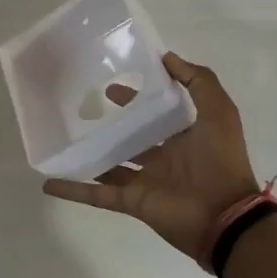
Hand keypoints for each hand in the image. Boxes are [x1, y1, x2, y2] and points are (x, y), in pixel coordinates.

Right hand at [42, 51, 264, 263]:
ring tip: (61, 139)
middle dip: (111, 123)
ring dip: (89, 155)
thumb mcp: (219, 112)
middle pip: (130, 137)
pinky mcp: (132, 201)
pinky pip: (97, 195)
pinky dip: (74, 191)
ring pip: (109, 165)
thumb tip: (167, 58)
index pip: (154, 113)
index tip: (113, 83)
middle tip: (85, 105)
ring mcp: (144, 181)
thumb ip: (199, 82)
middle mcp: (162, 158)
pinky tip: (49, 183)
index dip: (136, 98)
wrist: (227, 219)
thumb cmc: (222, 162)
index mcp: (182, 138)